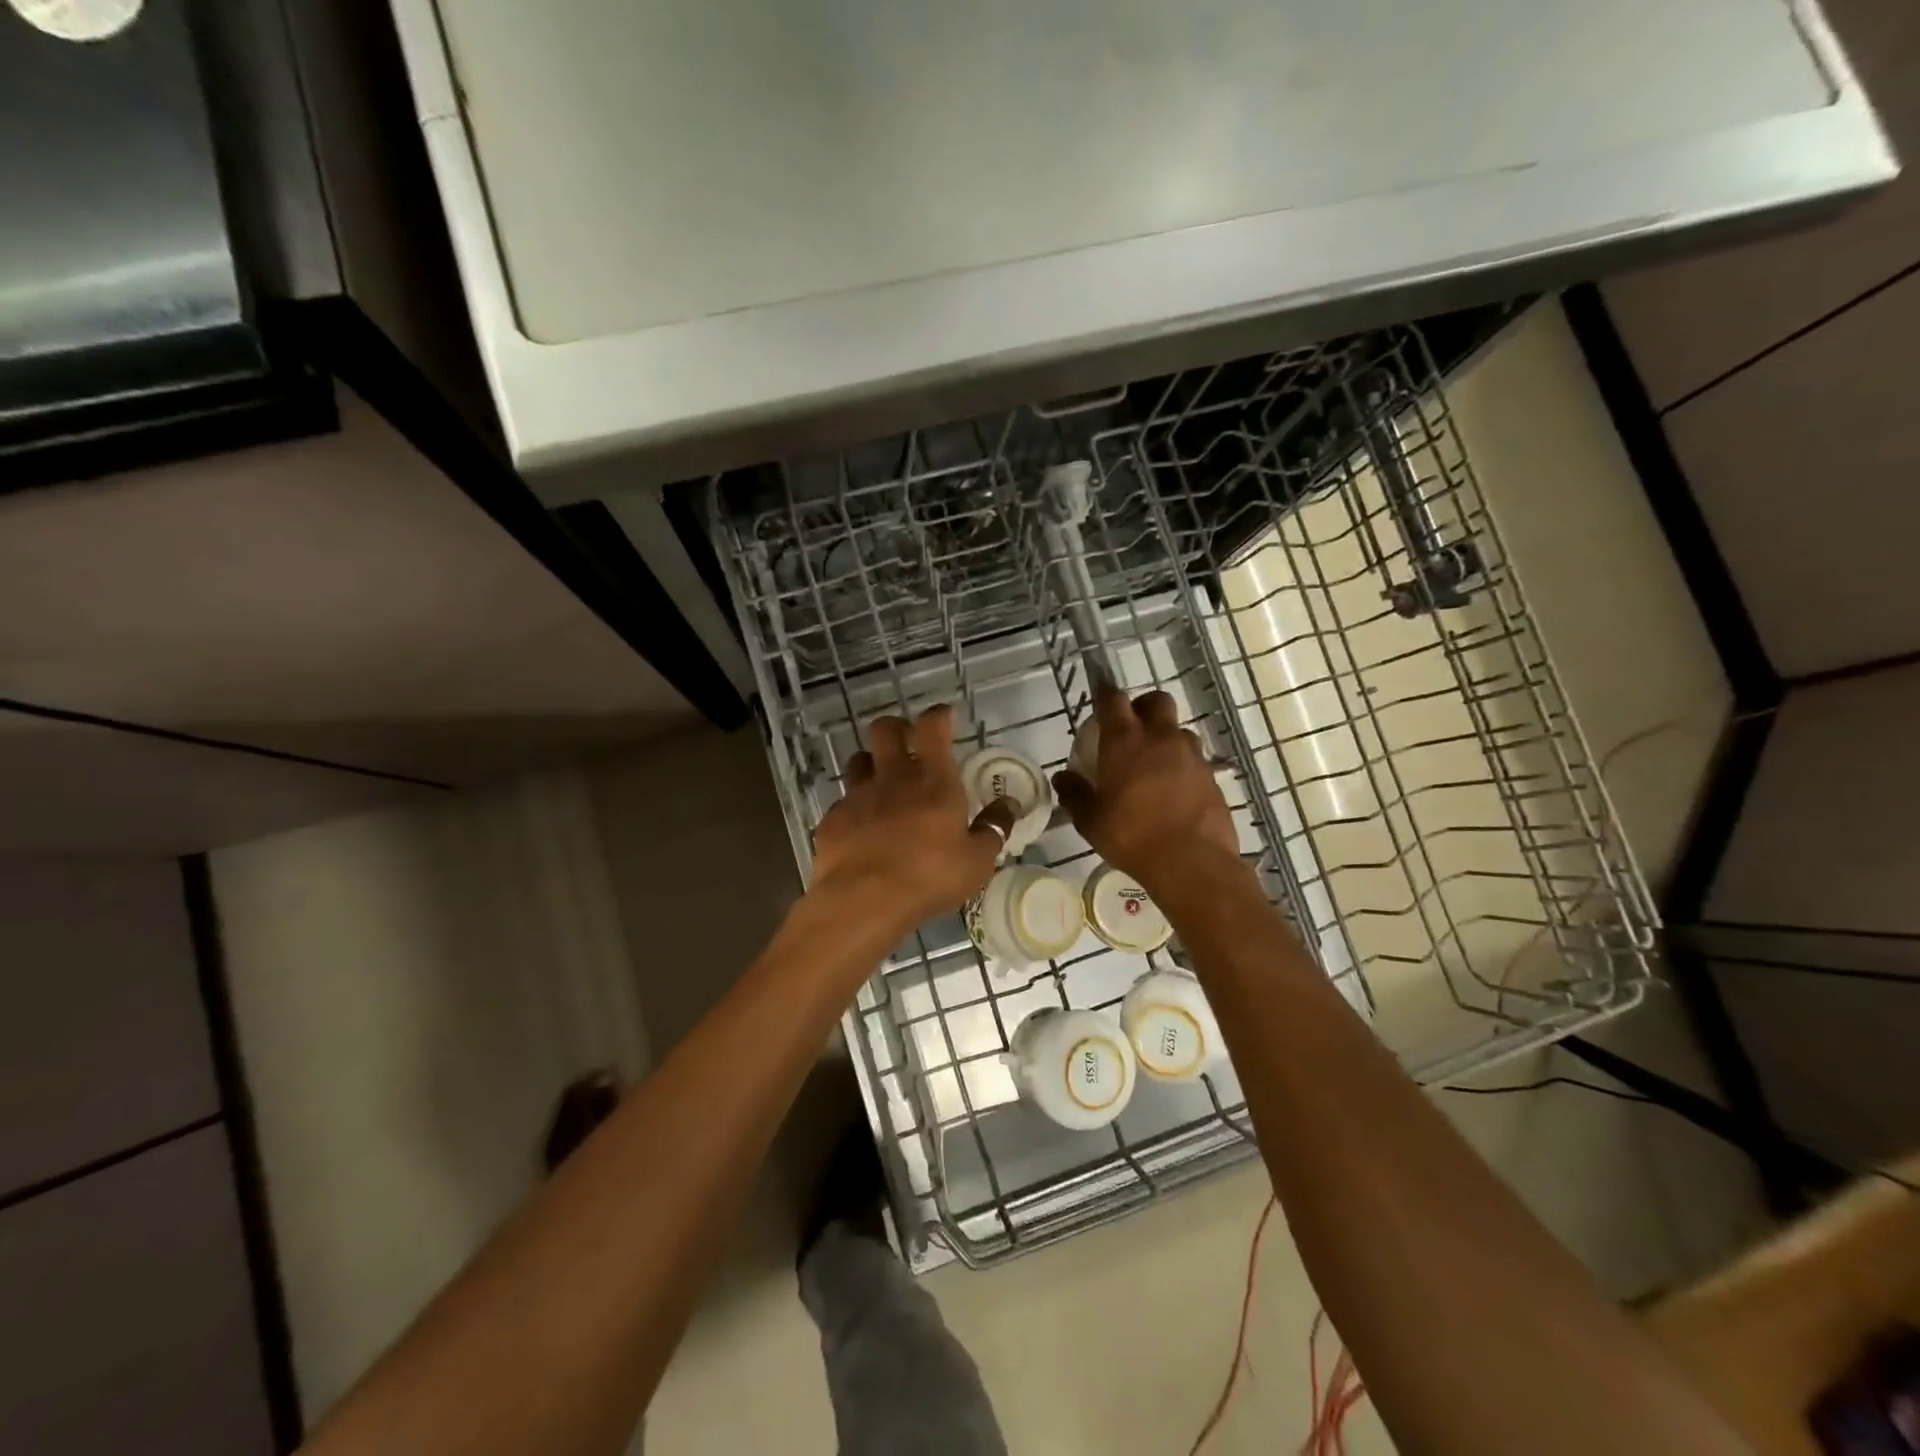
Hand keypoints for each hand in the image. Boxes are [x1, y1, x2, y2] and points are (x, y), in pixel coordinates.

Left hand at [811, 704, 1017, 930]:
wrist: (863, 901)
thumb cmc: (930, 876)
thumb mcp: (976, 860)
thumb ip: (993, 828)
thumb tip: (1009, 805)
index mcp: (933, 780)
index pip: (933, 727)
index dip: (938, 716)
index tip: (944, 716)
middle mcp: (892, 778)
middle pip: (885, 730)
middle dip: (896, 728)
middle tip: (908, 743)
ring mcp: (857, 796)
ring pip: (858, 761)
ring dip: (871, 765)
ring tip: (882, 785)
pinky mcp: (832, 820)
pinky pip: (843, 803)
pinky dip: (854, 809)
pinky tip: (861, 830)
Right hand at [1054, 683, 1240, 892]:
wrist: (1192, 862)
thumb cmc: (1132, 836)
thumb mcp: (1090, 820)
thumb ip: (1075, 794)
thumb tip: (1063, 778)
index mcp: (1124, 741)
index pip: (1113, 699)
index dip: (1104, 693)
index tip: (1098, 695)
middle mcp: (1160, 737)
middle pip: (1156, 701)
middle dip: (1142, 706)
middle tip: (1130, 727)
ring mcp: (1191, 754)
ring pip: (1178, 729)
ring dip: (1164, 736)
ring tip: (1153, 763)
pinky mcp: (1211, 775)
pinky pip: (1193, 758)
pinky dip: (1181, 764)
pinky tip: (1172, 789)